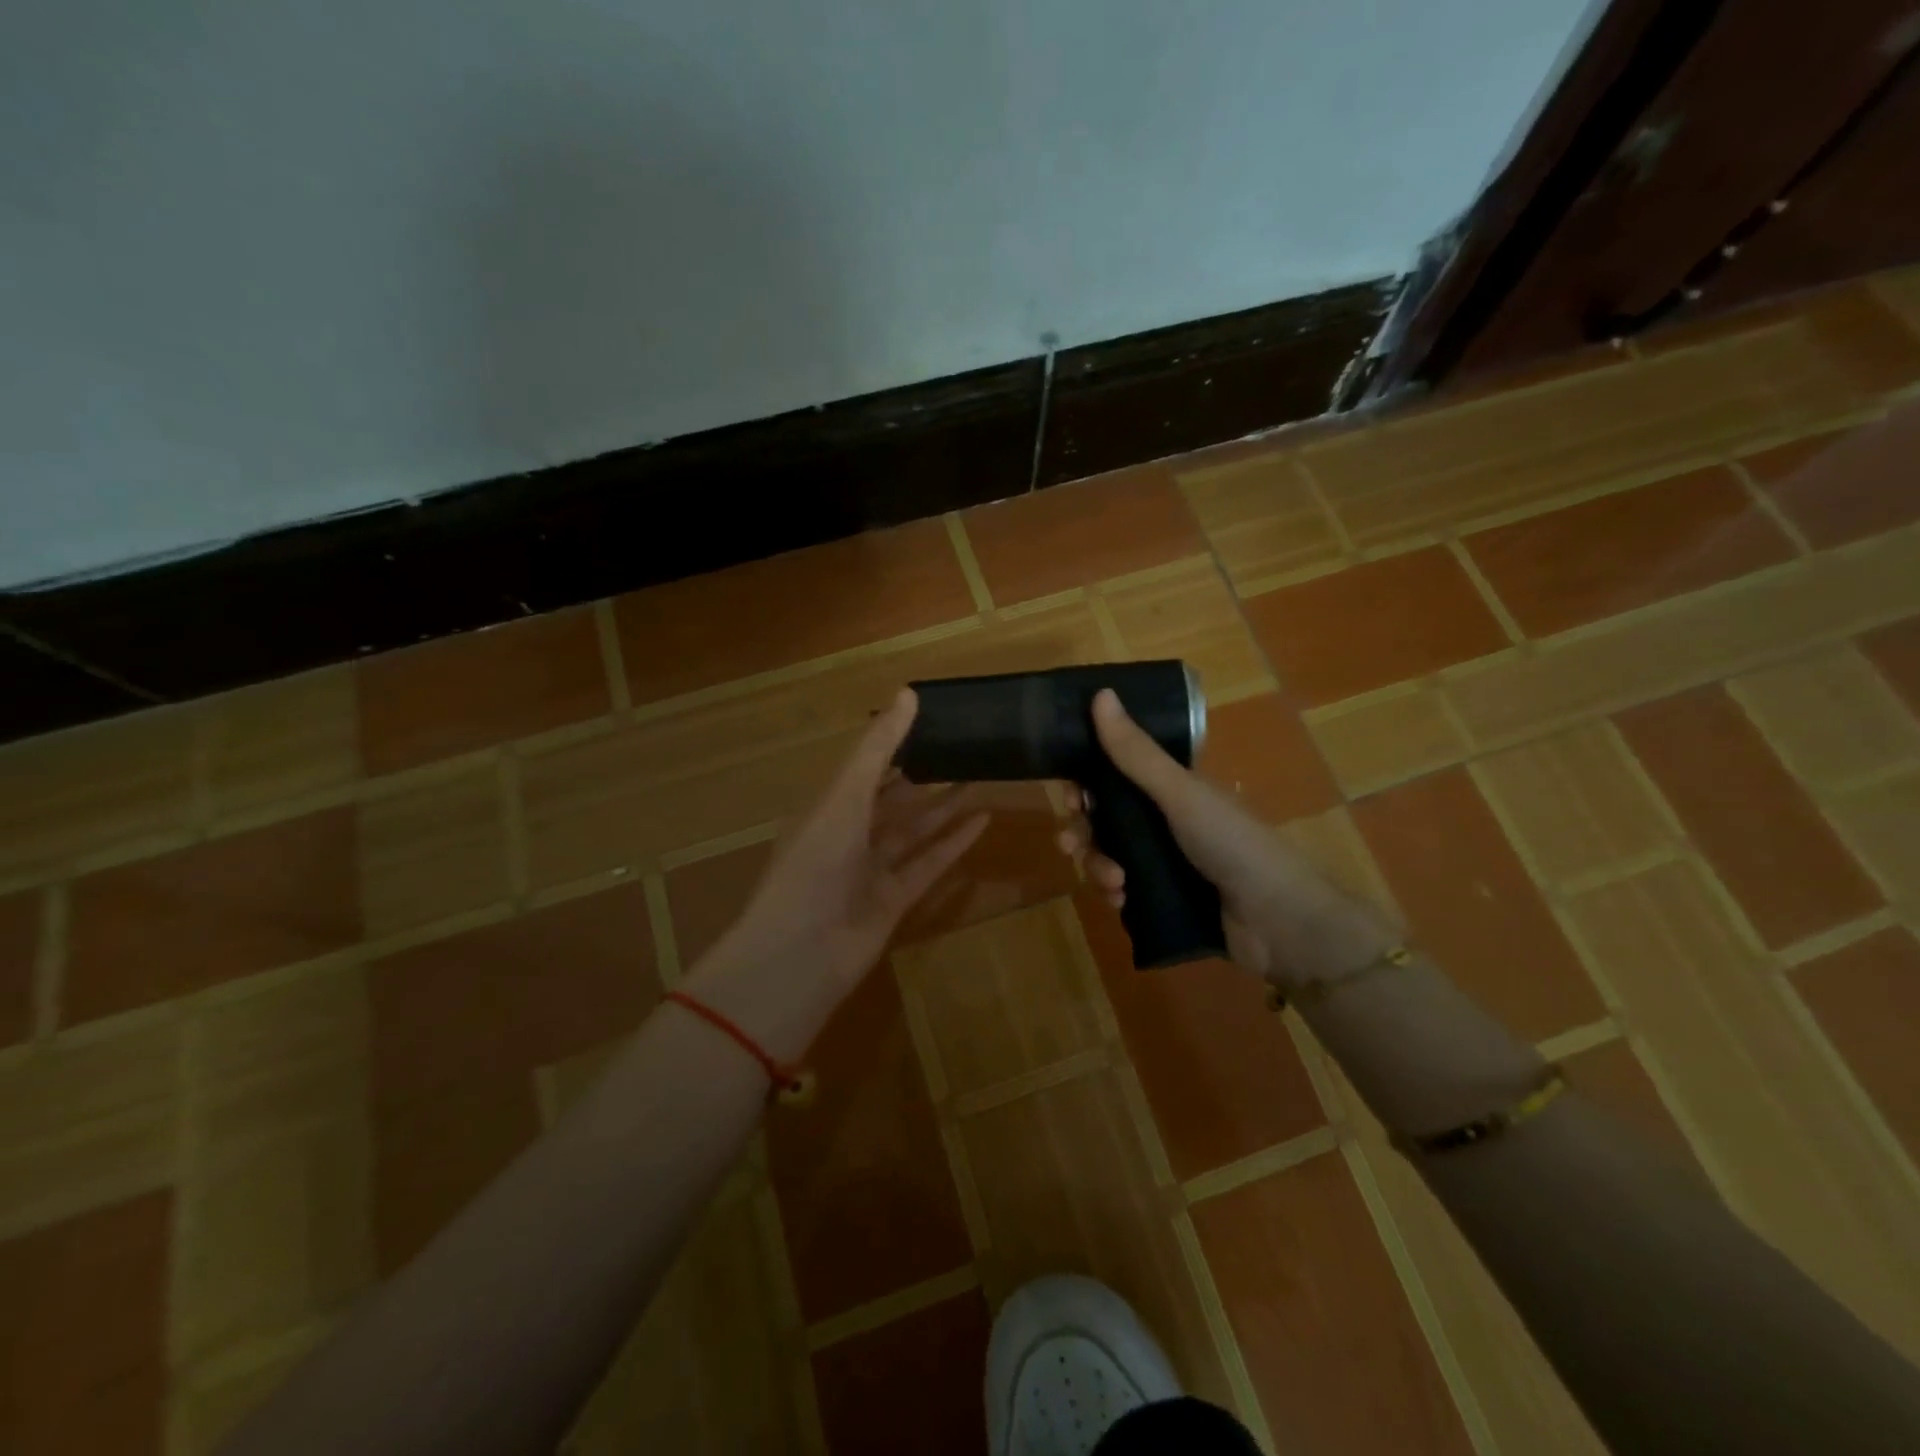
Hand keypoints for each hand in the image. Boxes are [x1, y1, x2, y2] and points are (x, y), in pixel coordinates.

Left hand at [687, 688, 988, 1060]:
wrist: (801, 953)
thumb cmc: (815, 863)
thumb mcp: (845, 796)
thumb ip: (878, 748)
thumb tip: (909, 692)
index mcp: (828, 806)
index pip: (867, 766)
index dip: (896, 744)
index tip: (932, 720)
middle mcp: (849, 834)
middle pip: (894, 799)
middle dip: (925, 776)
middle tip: (965, 750)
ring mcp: (872, 869)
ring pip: (915, 831)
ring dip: (944, 807)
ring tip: (980, 779)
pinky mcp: (895, 900)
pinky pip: (929, 864)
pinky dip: (954, 844)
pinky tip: (983, 821)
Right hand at [1058, 689, 1392, 986]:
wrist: (1278, 921)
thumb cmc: (1232, 844)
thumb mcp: (1180, 794)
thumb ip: (1136, 752)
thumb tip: (1101, 693)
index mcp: (1172, 789)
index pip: (1116, 776)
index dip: (1086, 783)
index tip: (1069, 795)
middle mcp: (1165, 821)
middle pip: (1105, 819)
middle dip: (1083, 831)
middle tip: (1070, 845)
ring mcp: (1165, 862)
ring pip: (1110, 856)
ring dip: (1098, 865)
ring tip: (1113, 881)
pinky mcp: (1165, 899)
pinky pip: (1122, 889)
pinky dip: (1115, 892)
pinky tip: (1121, 899)